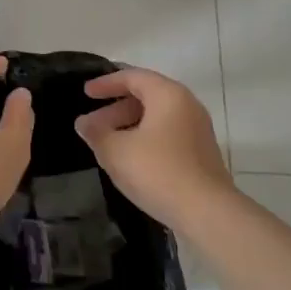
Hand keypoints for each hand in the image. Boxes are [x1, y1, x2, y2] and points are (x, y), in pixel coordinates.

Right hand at [74, 67, 233, 230]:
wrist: (206, 212)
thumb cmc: (157, 171)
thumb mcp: (116, 151)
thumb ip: (96, 133)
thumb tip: (84, 123)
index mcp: (168, 95)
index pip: (133, 77)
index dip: (106, 83)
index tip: (86, 93)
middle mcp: (187, 106)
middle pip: (146, 97)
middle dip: (115, 109)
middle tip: (92, 125)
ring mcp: (197, 130)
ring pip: (156, 118)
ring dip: (128, 126)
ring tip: (106, 144)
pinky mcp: (200, 153)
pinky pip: (167, 135)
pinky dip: (144, 139)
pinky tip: (129, 159)